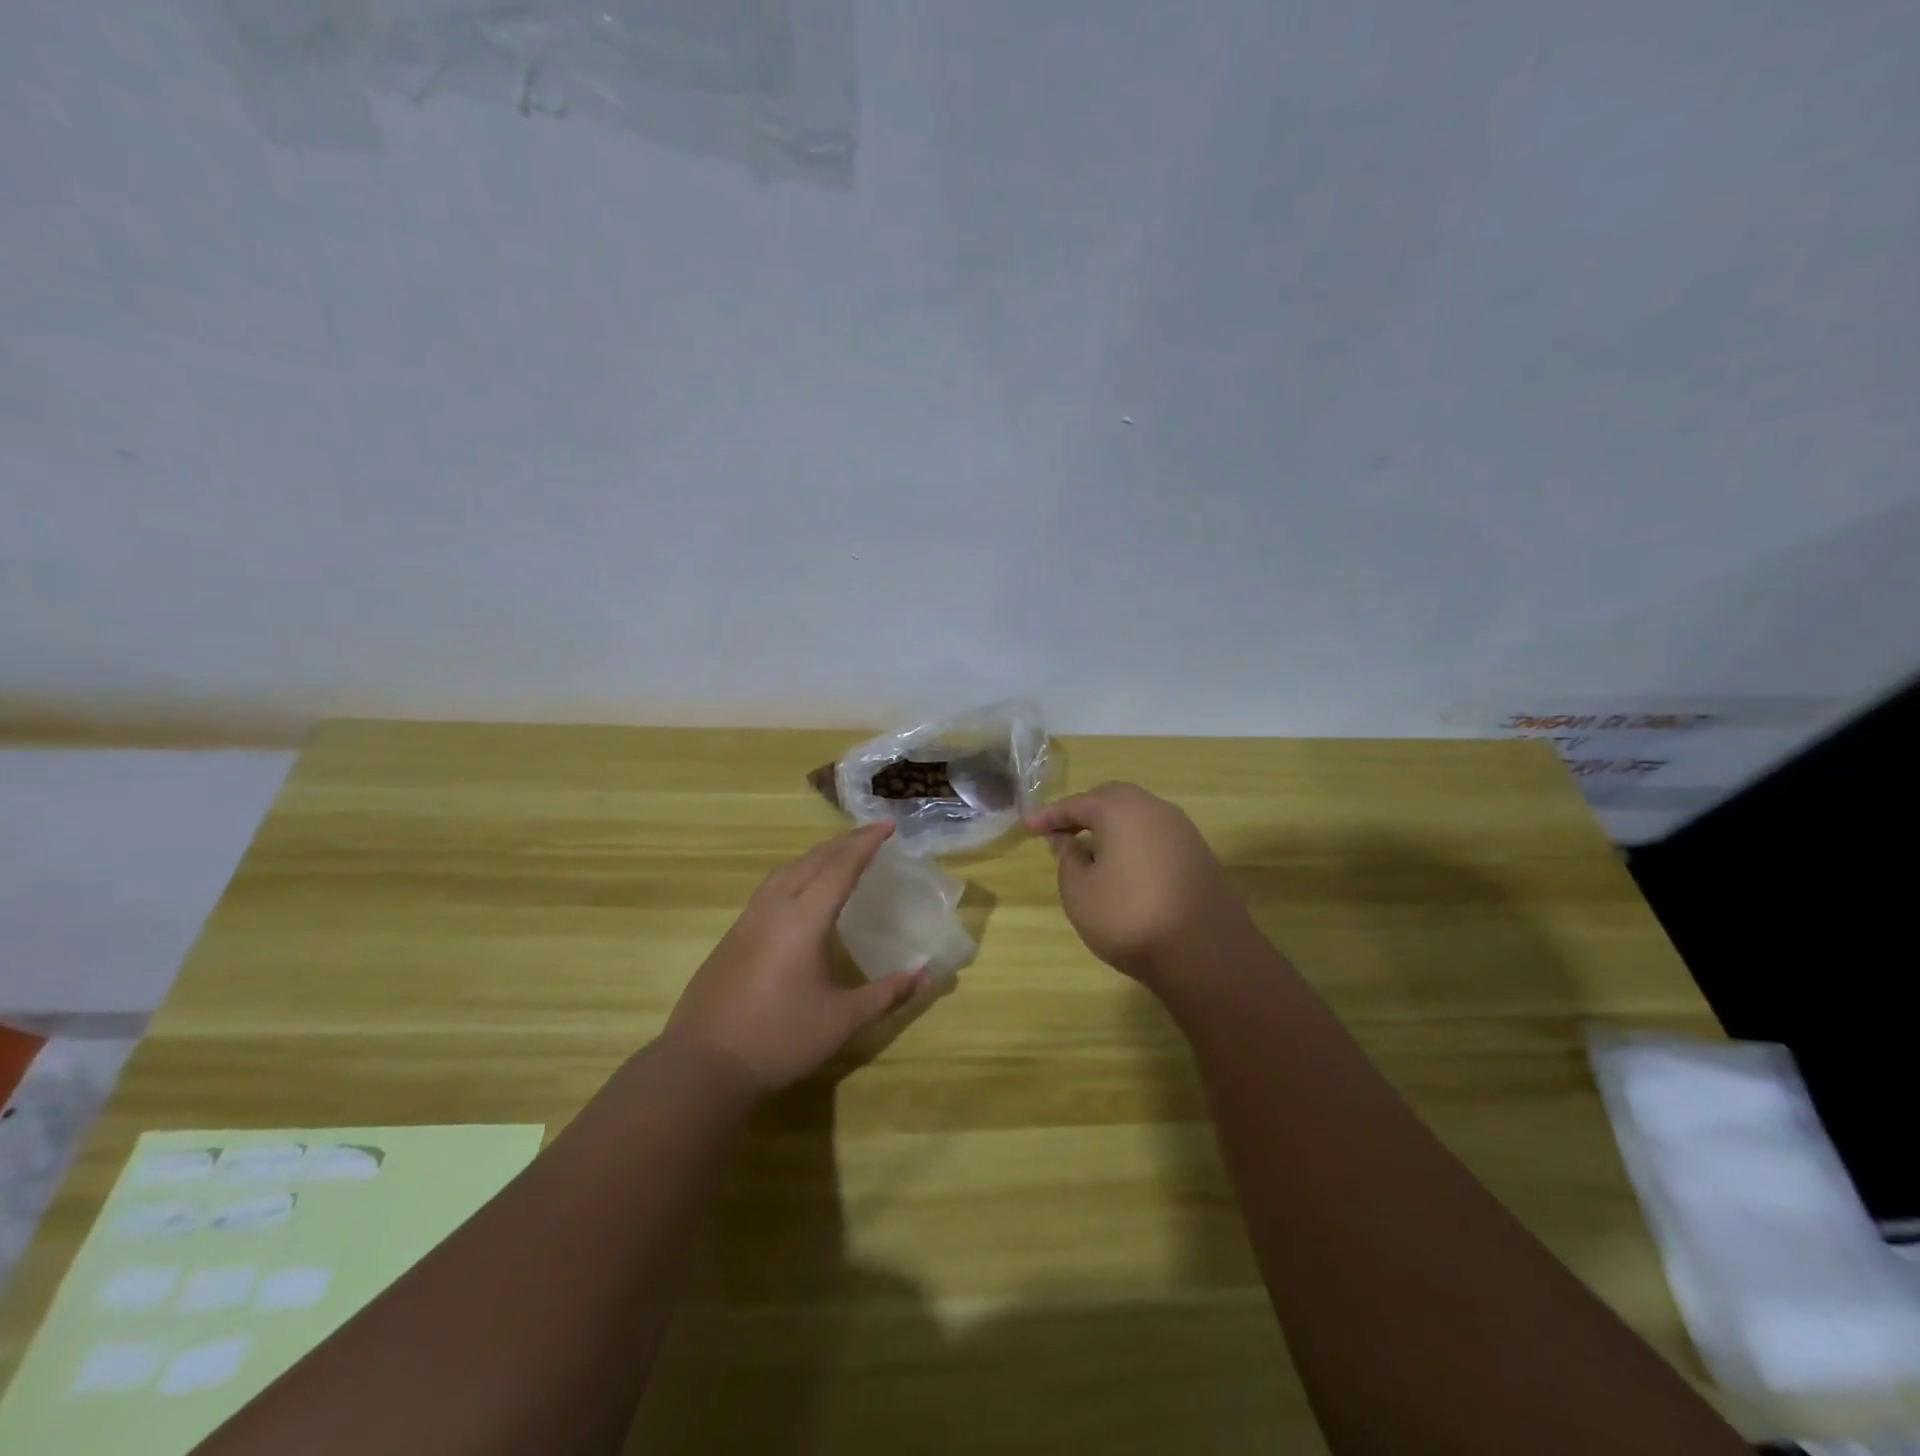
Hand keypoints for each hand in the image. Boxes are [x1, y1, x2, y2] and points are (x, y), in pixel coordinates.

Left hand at [664, 823, 927, 1091]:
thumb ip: (886, 994)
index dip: (865, 844)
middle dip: (843, 843)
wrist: (702, 1066)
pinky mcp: (732, 938)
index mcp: (803, 920)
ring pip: (785, 871)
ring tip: (838, 854)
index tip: (887, 825)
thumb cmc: (779, 1039)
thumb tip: (926, 975)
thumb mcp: (842, 1020)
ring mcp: (747, 922)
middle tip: (871, 834)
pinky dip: (794, 874)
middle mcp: (773, 910)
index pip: (839, 868)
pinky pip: (769, 889)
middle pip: (811, 861)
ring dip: (815, 856)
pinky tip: (799, 892)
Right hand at [1026, 782, 1257, 985]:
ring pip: (1138, 816)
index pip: (1077, 803)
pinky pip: (1156, 836)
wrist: (1205, 954)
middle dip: (1084, 811)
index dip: (1050, 815)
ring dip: (1112, 826)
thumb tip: (1069, 840)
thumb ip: (1068, 859)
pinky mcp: (1199, 855)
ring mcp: (1183, 831)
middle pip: (1112, 799)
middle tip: (1061, 831)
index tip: (1029, 825)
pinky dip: (1135, 842)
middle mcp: (1155, 809)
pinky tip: (1125, 867)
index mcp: (1121, 809)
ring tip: (1091, 849)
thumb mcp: (1079, 891)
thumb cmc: (1129, 917)